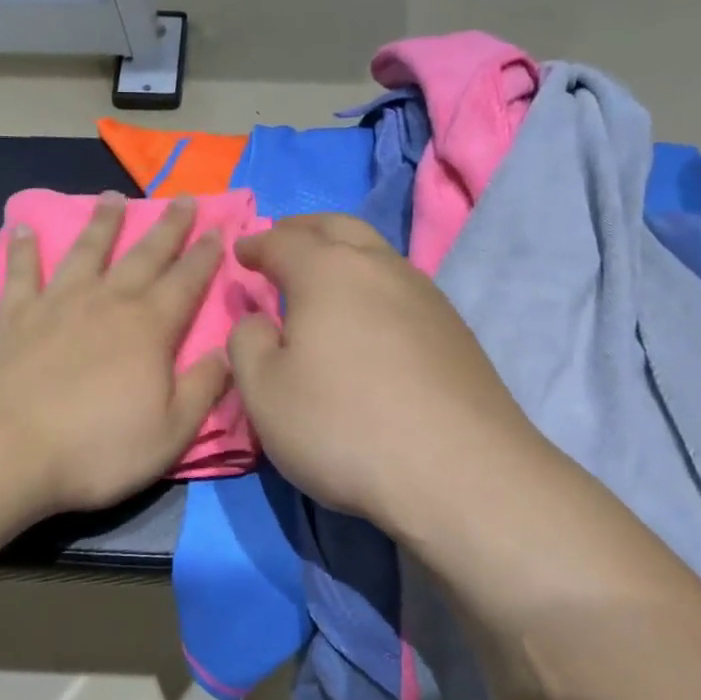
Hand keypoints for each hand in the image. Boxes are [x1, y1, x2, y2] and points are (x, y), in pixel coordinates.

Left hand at [0, 193, 230, 515]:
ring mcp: (57, 304)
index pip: (186, 282)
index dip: (205, 256)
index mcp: (149, 329)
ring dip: (103, 223)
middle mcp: (106, 303)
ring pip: (86, 251)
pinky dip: (22, 249)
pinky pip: (21, 273)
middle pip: (143, 256)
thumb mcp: (172, 432)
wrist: (11, 451)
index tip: (217, 230)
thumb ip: (204, 388)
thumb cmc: (98, 448)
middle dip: (168, 228)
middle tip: (184, 200)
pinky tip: (21, 227)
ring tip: (113, 197)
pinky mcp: (16, 317)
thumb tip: (227, 352)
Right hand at [227, 214, 539, 536]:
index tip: (241, 252)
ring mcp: (426, 296)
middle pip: (338, 227)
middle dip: (304, 229)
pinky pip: (401, 288)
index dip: (256, 245)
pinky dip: (372, 285)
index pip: (282, 242)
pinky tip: (368, 316)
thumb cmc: (342, 426)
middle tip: (282, 240)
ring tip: (323, 275)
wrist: (458, 472)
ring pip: (377, 254)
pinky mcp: (455, 331)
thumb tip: (258, 320)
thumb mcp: (264, 392)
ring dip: (343, 253)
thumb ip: (247, 343)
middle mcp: (380, 268)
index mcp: (327, 271)